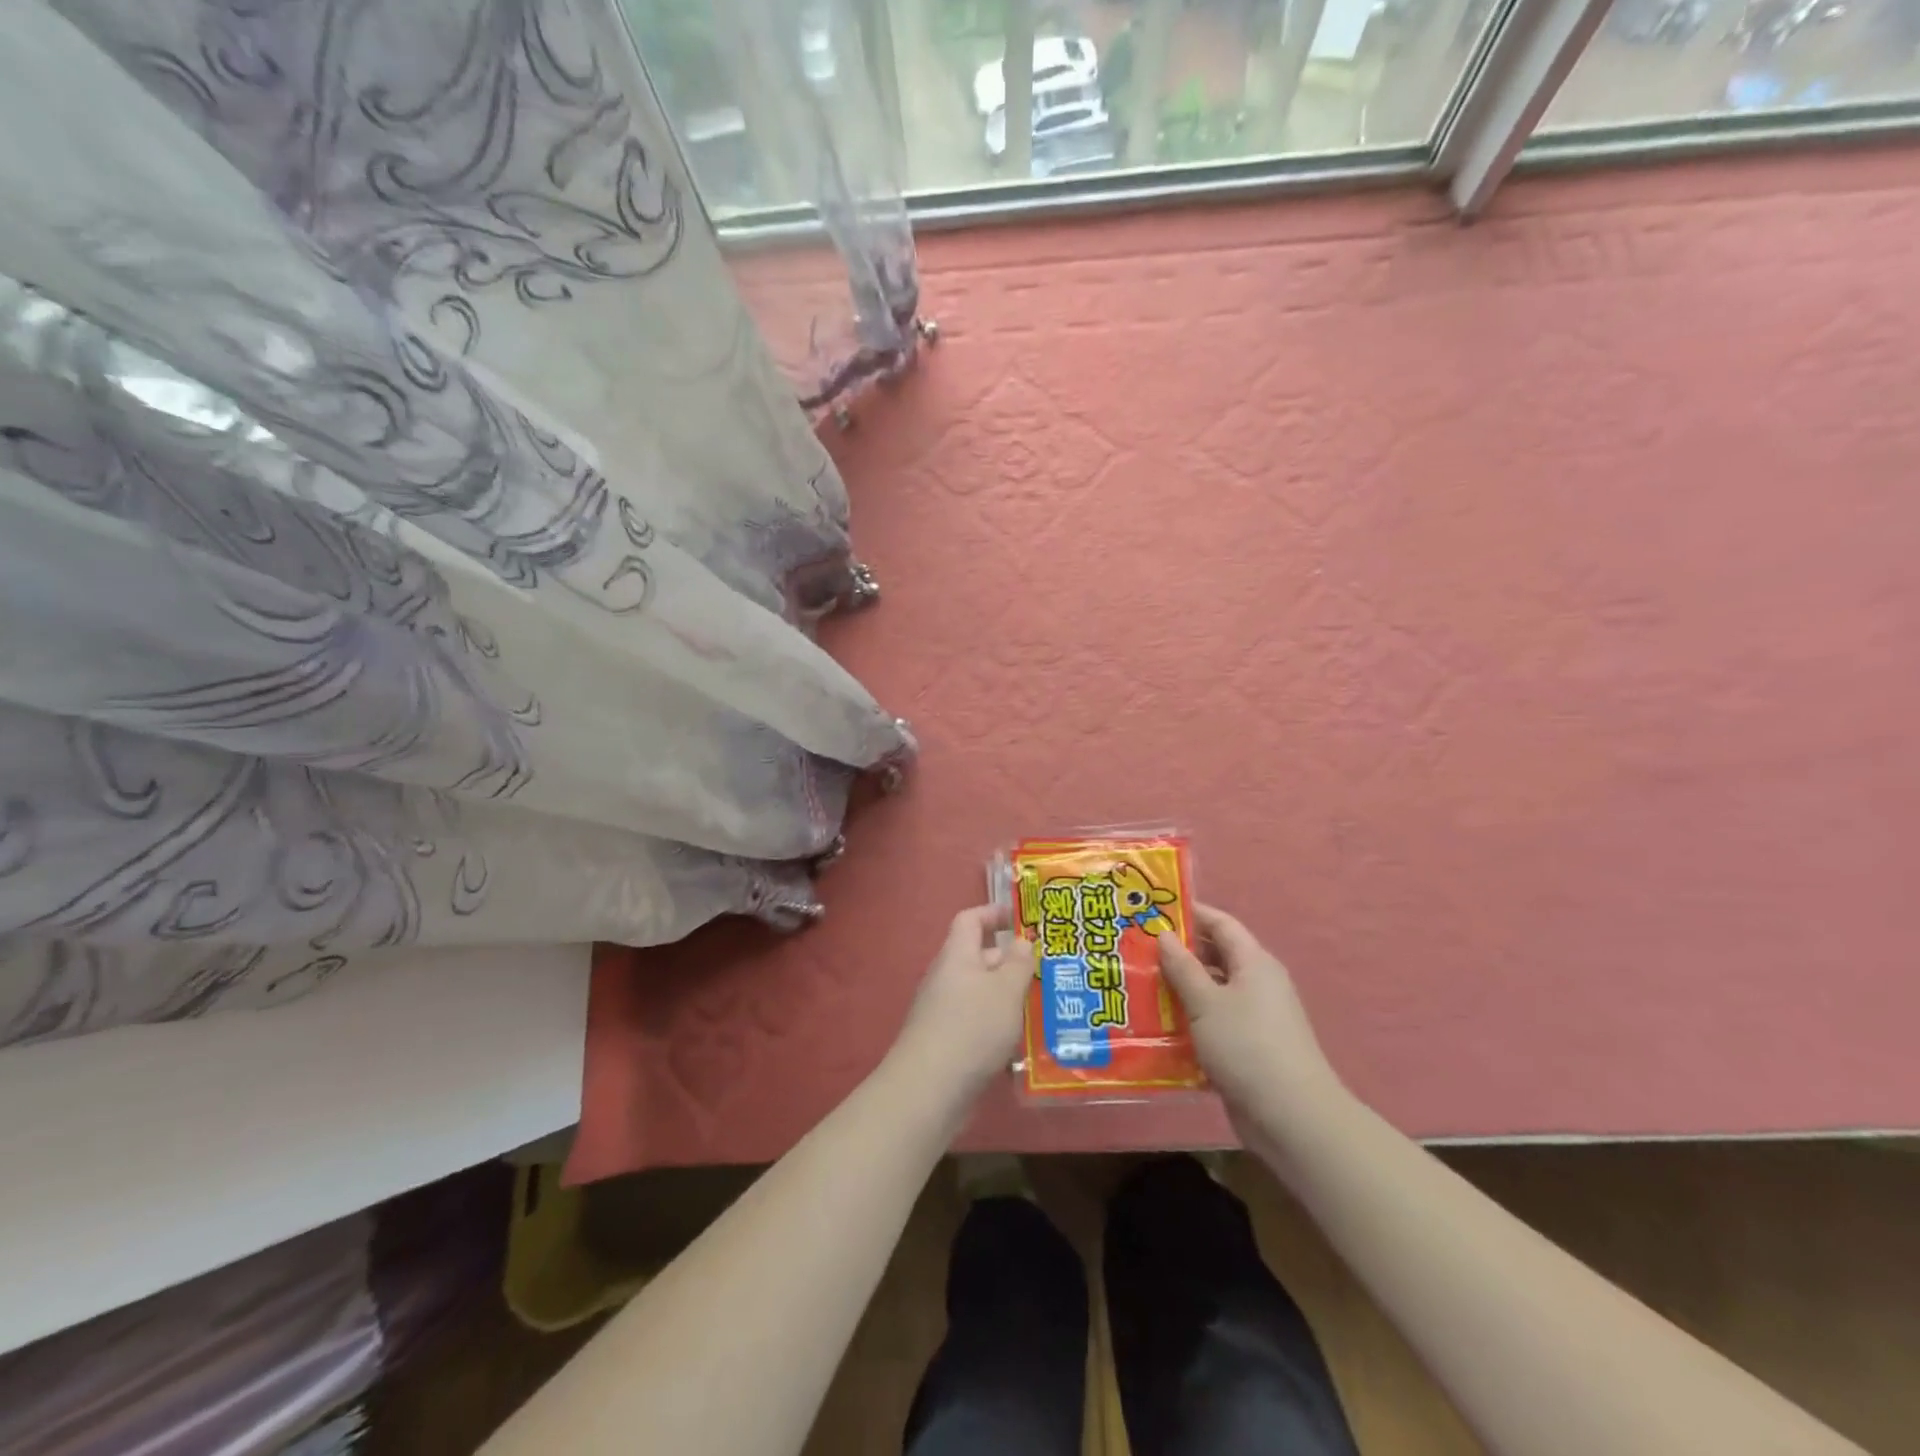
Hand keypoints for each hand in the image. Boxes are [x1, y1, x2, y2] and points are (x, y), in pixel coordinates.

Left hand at [889, 904, 1036, 1106]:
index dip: (994, 913)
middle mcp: (947, 978)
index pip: (971, 919)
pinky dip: (1001, 1028)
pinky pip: (979, 1024)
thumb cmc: (971, 1028)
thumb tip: (1022, 941)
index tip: (1023, 918)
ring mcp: (945, 1012)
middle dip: (1014, 962)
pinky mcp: (949, 1043)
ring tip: (1047, 1006)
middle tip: (1051, 969)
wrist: (929, 1091)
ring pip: (983, 994)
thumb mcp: (1005, 990)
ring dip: (1011, 998)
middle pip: (981, 958)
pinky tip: (1026, 1045)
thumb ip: (1018, 963)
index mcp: (957, 956)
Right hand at [1158, 906, 1345, 1141]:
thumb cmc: (1246, 1046)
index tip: (1153, 910)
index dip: (1190, 914)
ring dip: (1180, 990)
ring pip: (1211, 992)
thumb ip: (1182, 967)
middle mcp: (1257, 984)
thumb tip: (1164, 935)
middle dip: (1178, 953)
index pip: (1221, 924)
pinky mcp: (1248, 1048)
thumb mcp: (1206, 1002)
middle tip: (1137, 950)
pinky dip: (1189, 1021)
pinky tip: (1159, 1027)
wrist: (1291, 1117)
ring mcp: (1255, 1018)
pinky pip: (1214, 1023)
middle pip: (1215, 956)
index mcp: (1254, 963)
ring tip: (1139, 986)